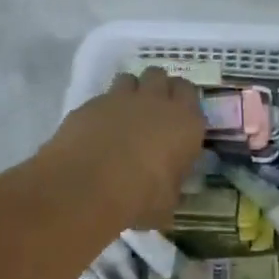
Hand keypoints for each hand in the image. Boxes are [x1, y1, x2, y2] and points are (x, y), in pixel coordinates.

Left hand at [40, 68, 204, 231]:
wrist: (89, 184)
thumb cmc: (140, 196)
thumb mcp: (167, 202)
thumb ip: (170, 186)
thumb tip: (166, 189)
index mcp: (185, 122)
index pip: (189, 92)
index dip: (182, 100)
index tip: (176, 116)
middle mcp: (156, 101)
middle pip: (159, 75)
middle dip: (156, 87)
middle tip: (151, 111)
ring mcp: (121, 98)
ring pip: (130, 78)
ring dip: (130, 92)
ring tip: (124, 116)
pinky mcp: (91, 104)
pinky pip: (101, 98)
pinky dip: (102, 110)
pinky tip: (97, 132)